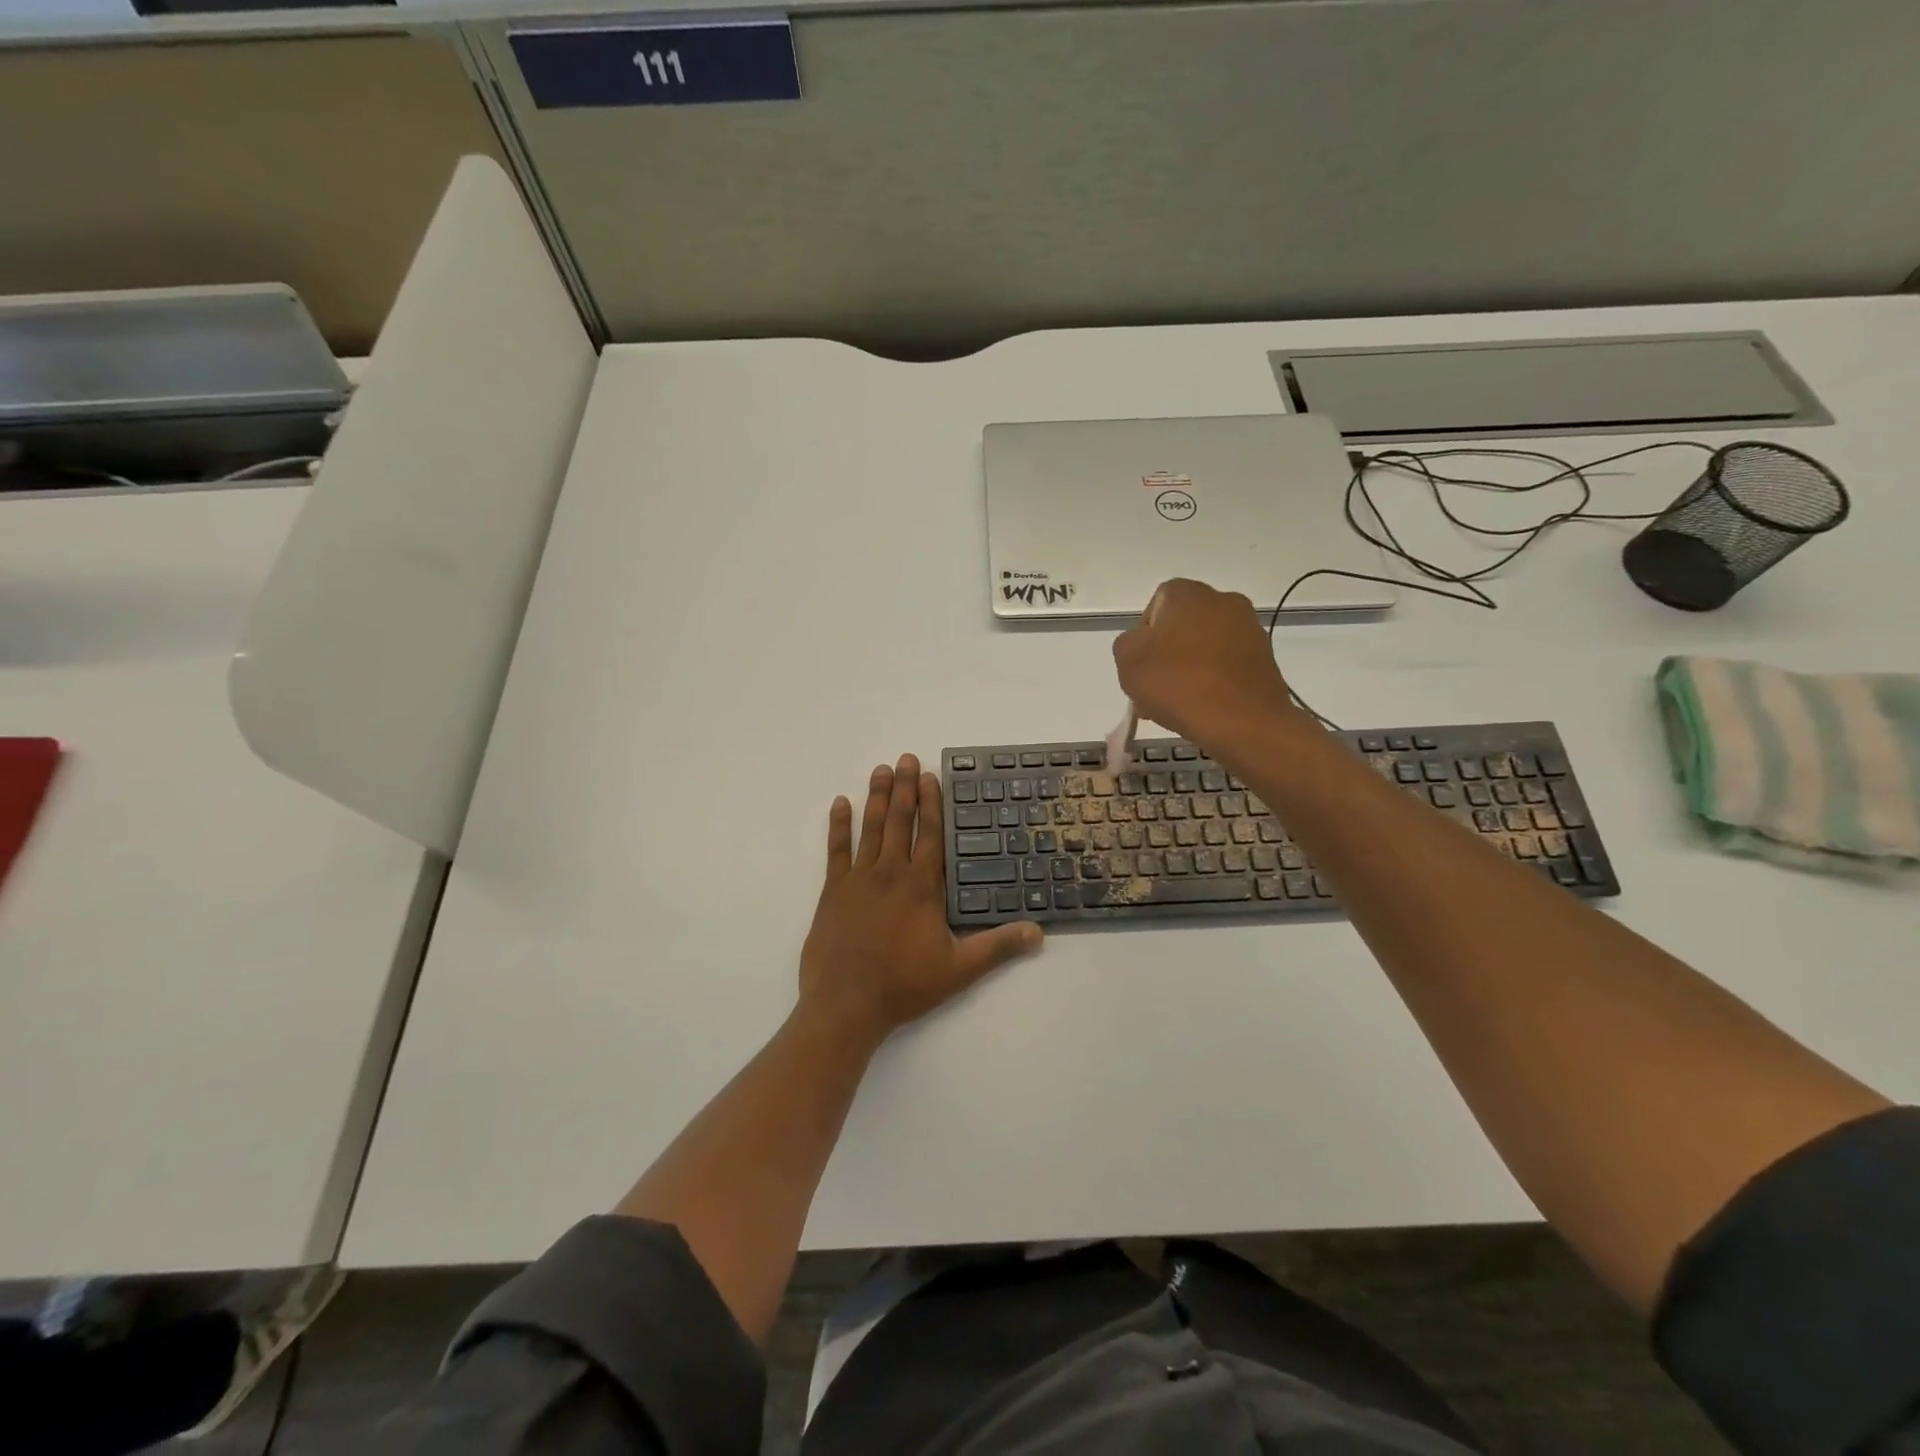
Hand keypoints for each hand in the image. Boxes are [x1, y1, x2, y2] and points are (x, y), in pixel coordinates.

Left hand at [799, 755, 1042, 1045]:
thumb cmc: (904, 985)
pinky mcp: (833, 891)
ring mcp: (859, 879)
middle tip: (906, 758)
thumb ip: (998, 947)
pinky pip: (836, 850)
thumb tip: (1039, 932)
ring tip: (881, 770)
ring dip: (877, 797)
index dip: (932, 804)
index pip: (931, 835)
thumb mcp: (959, 970)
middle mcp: (891, 873)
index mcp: (921, 886)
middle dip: (904, 788)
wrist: (846, 1004)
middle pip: (900, 821)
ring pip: (871, 828)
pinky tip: (840, 803)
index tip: (930, 777)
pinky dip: (838, 826)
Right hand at [1113, 578, 1303, 747]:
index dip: (1143, 638)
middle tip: (1155, 690)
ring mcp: (1249, 628)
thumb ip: (1128, 643)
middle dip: (1166, 655)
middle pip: (1182, 627)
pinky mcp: (1265, 657)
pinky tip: (1203, 707)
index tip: (1140, 666)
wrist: (1243, 722)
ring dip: (1189, 669)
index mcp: (1187, 593)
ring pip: (1205, 647)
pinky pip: (1227, 664)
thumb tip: (1144, 644)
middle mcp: (1222, 600)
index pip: (1155, 606)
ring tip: (1178, 705)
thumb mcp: (1127, 661)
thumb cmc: (1178, 684)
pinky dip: (1213, 680)